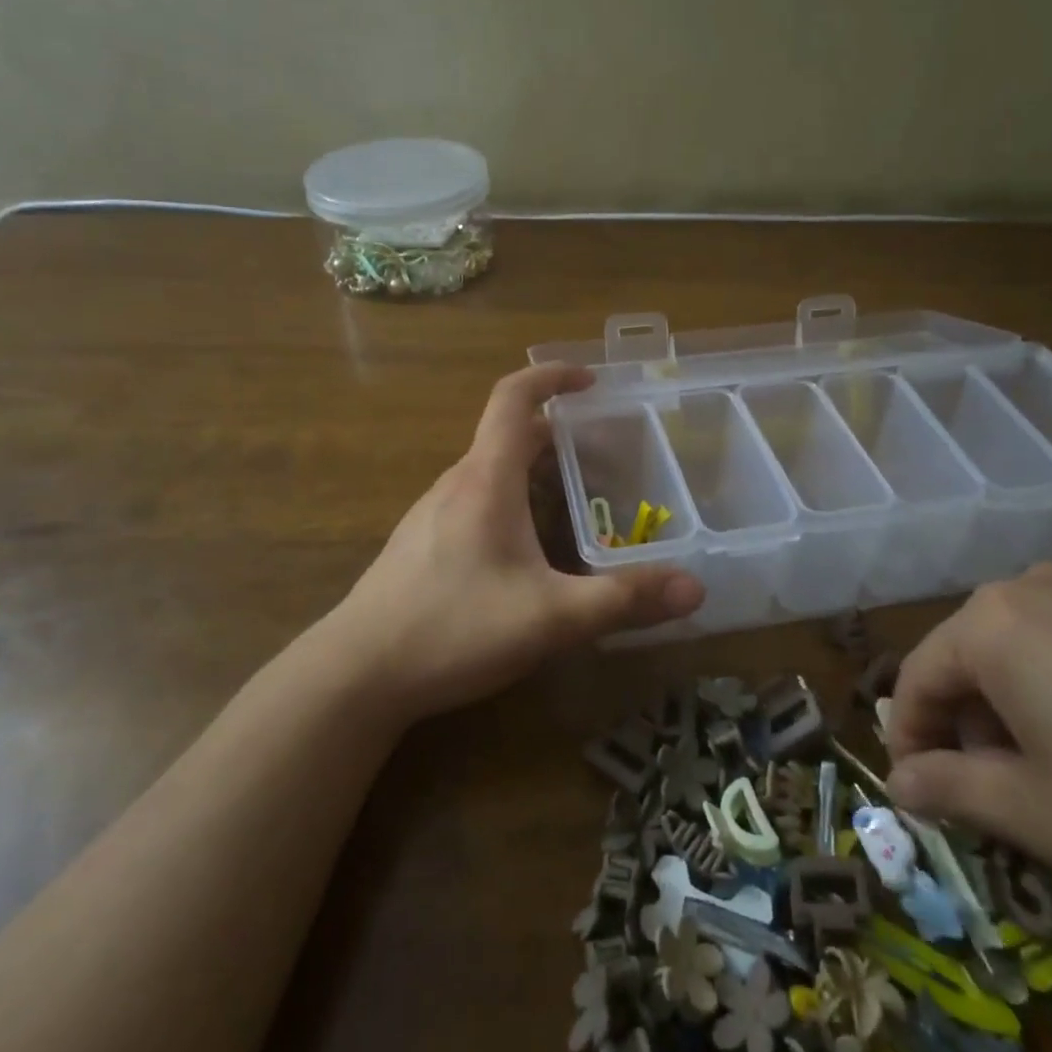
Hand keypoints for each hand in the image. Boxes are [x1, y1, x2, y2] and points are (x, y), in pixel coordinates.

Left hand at [318, 364, 703, 725]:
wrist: (356, 674)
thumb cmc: (454, 628)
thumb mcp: (551, 617)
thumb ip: (623, 600)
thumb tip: (695, 587)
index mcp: (486, 478)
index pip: (514, 397)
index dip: (551, 376)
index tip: (589, 381)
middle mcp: (456, 483)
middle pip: (508, 435)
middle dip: (556, 433)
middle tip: (603, 454)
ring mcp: (432, 513)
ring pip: (490, 470)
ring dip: (532, 469)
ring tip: (574, 500)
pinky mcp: (421, 544)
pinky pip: (474, 500)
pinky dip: (510, 500)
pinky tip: (526, 551)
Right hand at [884, 565, 1051, 978]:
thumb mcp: (1037, 817)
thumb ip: (950, 789)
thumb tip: (900, 782)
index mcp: (992, 623)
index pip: (918, 675)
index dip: (910, 735)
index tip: (921, 785)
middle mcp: (1038, 585)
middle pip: (975, 652)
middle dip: (973, 717)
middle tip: (1001, 783)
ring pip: (1036, 639)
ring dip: (1027, 694)